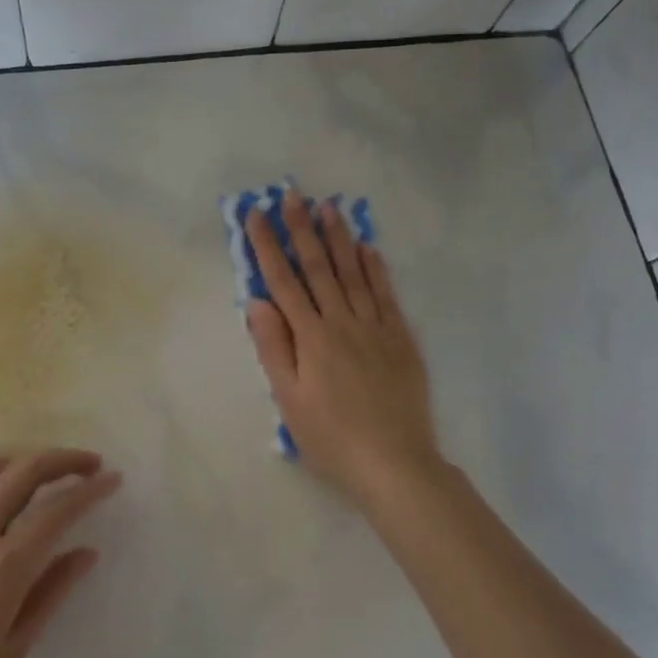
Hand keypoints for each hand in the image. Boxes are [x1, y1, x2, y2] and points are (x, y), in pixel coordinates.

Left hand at [0, 449, 117, 657]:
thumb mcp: (9, 655)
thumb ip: (50, 594)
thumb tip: (85, 552)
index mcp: (1, 569)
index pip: (57, 509)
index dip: (91, 489)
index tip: (112, 479)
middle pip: (23, 472)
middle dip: (62, 460)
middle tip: (88, 465)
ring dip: (20, 464)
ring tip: (40, 477)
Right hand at [243, 191, 444, 509]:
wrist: (394, 462)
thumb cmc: (331, 438)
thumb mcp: (289, 401)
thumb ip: (273, 348)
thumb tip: (256, 302)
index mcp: (311, 338)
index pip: (283, 282)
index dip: (268, 246)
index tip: (256, 215)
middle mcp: (342, 322)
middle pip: (318, 268)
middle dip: (302, 230)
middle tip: (293, 195)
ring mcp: (375, 327)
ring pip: (354, 273)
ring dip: (339, 238)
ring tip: (329, 207)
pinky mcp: (400, 338)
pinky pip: (386, 294)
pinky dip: (376, 269)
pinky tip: (368, 248)